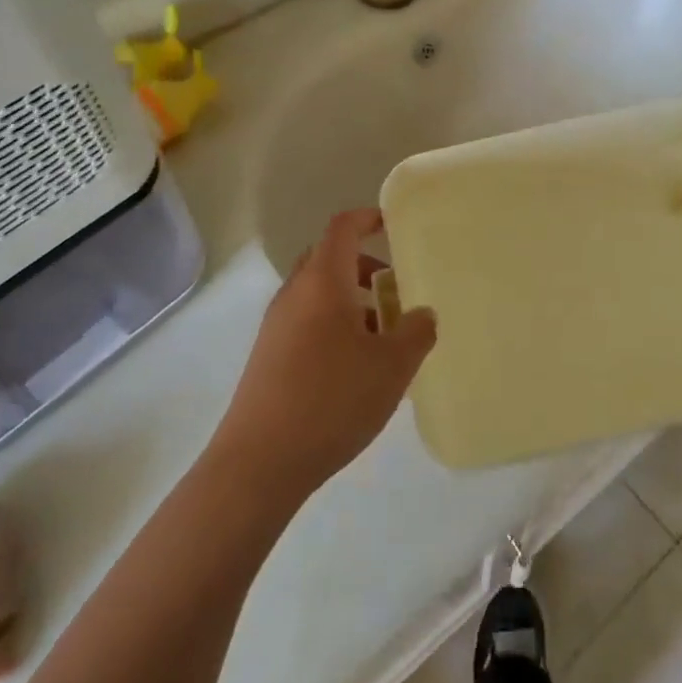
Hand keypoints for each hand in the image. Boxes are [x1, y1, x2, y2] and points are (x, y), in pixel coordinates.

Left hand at [210, 209, 437, 508]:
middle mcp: (294, 295)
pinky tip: (356, 366)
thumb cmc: (332, 400)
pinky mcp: (268, 357)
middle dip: (362, 265)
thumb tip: (422, 314)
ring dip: (351, 300)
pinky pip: (306, 322)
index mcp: (323, 283)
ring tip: (383, 335)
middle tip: (394, 288)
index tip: (392, 224)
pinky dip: (334, 325)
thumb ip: (416, 332)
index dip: (367, 218)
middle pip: (328, 259)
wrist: (259, 463)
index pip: (342, 228)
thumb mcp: (392, 366)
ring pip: (317, 294)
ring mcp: (276, 327)